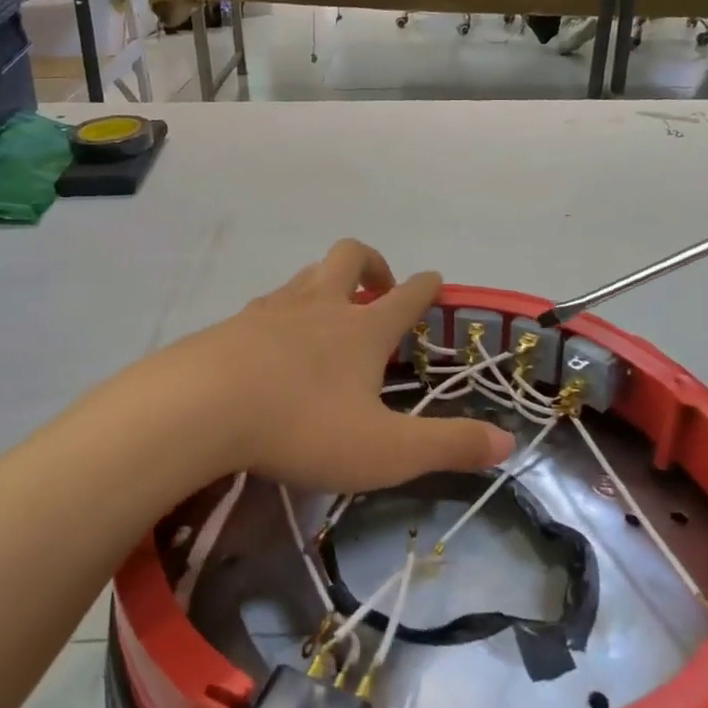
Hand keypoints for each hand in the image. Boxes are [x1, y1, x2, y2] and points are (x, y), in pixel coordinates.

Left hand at [151, 240, 514, 492]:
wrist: (200, 408)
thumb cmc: (302, 426)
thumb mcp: (386, 451)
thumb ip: (448, 447)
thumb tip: (508, 444)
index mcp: (362, 329)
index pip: (407, 295)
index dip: (427, 287)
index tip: (435, 283)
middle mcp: (319, 306)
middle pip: (350, 256)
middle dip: (372, 263)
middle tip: (379, 289)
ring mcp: (271, 310)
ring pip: (306, 276)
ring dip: (325, 285)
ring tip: (328, 316)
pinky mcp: (232, 325)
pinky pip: (267, 305)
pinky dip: (282, 314)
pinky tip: (274, 345)